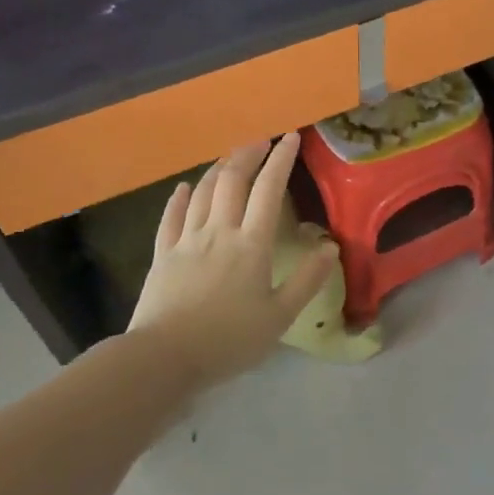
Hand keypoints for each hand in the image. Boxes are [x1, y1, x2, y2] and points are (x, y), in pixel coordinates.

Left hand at [127, 134, 337, 389]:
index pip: (269, 190)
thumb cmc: (228, 340)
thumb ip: (307, 280)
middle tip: (261, 140)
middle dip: (248, 154)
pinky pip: (171, 217)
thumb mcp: (279, 317)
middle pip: (233, 180)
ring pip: (203, 192)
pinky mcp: (163, 254)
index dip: (281, 160)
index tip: (291, 137)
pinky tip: (184, 188)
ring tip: (231, 157)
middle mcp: (219, 231)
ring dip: (219, 169)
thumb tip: (331, 247)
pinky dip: (180, 198)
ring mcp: (187, 240)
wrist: (165, 357)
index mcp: (251, 244)